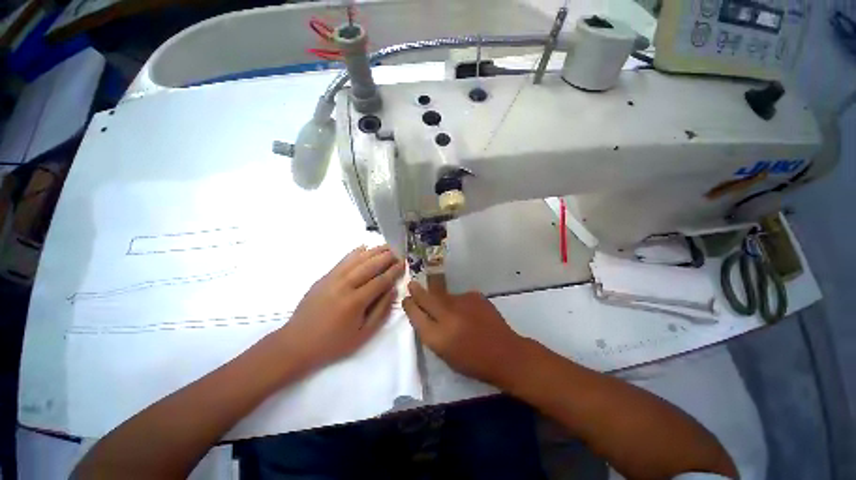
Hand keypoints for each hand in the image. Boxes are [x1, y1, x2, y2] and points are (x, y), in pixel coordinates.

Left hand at [275, 245, 405, 373]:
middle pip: (370, 265)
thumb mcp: (363, 334)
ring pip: (357, 259)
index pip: (380, 280)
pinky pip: (343, 260)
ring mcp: (332, 279)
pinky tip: (364, 247)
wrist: (297, 343)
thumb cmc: (333, 343)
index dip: (393, 271)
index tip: (403, 263)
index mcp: (355, 302)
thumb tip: (393, 290)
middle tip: (398, 252)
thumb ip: (381, 311)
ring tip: (386, 246)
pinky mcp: (324, 277)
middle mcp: (344, 285)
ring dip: (373, 251)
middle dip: (386, 257)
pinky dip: (355, 252)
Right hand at [402, 281, 525, 385]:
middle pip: (426, 298)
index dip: (409, 306)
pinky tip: (468, 313)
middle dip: (416, 291)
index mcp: (438, 337)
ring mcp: (462, 303)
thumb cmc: (473, 362)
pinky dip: (459, 303)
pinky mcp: (474, 295)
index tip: (406, 300)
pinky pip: (459, 297)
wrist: (505, 353)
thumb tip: (424, 315)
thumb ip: (432, 333)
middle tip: (411, 284)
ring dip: (440, 299)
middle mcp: (447, 316)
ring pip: (443, 295)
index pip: (416, 316)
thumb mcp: (446, 354)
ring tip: (449, 309)